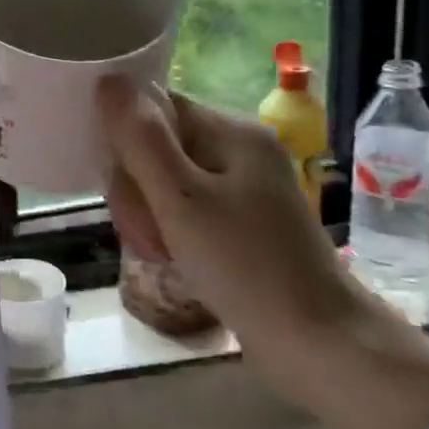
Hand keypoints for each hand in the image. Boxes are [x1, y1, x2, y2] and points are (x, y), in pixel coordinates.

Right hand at [100, 77, 428, 428]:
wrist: (320, 347)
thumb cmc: (246, 267)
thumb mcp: (181, 200)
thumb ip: (141, 139)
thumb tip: (108, 80)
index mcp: (233, 132)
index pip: (155, 108)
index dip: (125, 140)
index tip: (119, 186)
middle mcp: (239, 151)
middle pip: (157, 146)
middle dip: (136, 188)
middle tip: (142, 232)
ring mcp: (242, 189)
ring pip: (165, 181)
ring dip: (147, 213)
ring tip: (156, 251)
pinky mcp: (241, 223)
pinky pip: (185, 209)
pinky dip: (169, 230)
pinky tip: (168, 257)